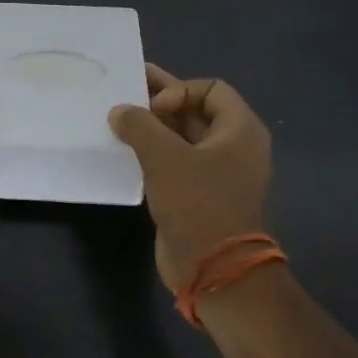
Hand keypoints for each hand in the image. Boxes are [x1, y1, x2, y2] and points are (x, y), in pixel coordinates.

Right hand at [109, 66, 273, 295]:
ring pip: (181, 137)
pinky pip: (175, 161)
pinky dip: (152, 152)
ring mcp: (217, 172)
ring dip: (152, 127)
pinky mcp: (198, 194)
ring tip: (117, 118)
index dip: (179, 90)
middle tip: (123, 90)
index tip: (153, 108)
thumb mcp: (164, 156)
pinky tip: (124, 150)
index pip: (210, 89)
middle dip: (159, 101)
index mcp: (240, 130)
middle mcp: (233, 146)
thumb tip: (119, 111)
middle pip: (194, 110)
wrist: (212, 268)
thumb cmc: (197, 203)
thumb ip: (139, 125)